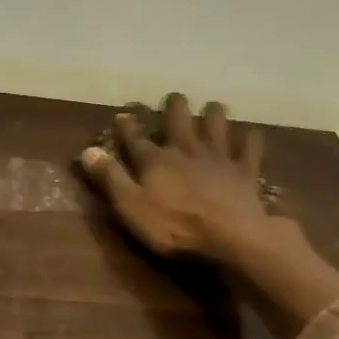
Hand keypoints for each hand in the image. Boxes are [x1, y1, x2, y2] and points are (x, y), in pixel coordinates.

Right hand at [78, 93, 274, 260]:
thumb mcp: (132, 207)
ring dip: (213, 113)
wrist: (230, 236)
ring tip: (211, 110)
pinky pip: (250, 146)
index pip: (135, 137)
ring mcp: (219, 157)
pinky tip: (249, 136)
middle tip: (173, 101)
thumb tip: (88, 151)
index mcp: (156, 160)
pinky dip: (249, 139)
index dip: (127, 126)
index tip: (122, 116)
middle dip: (174, 106)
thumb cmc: (174, 227)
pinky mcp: (245, 171)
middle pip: (179, 116)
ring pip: (217, 122)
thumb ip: (111, 179)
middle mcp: (187, 148)